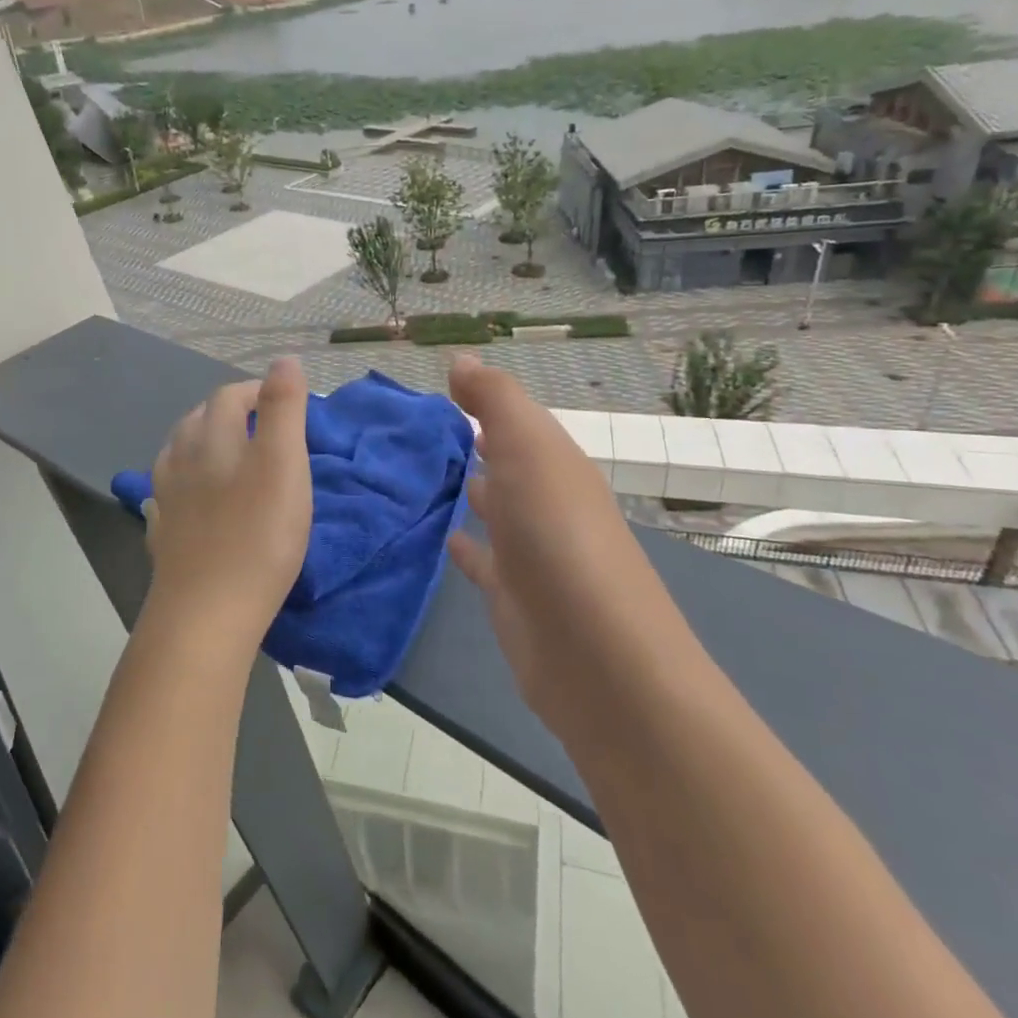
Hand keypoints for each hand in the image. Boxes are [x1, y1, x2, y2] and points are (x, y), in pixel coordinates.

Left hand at [142, 357, 312, 650]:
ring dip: (204, 443)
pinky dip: (187, 481)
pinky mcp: (163, 532)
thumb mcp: (284, 463)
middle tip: (263, 428)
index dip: (257, 391)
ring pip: (179, 453)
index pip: (229, 395)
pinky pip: (170, 492)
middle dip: (229, 413)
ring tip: (229, 455)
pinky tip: (195, 497)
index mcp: (211, 437)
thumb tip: (283, 359)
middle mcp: (181, 458)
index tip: (286, 403)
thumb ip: (283, 408)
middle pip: (199, 419)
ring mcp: (166, 497)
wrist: (207, 612)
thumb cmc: (258, 534)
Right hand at [446, 356, 642, 729]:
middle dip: (474, 443)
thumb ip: (496, 400)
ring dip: (469, 489)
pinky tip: (440, 536)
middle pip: (508, 462)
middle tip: (421, 428)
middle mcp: (546, 502)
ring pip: (495, 508)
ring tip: (421, 473)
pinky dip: (462, 543)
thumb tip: (462, 360)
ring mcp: (530, 551)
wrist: (596, 656)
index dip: (483, 401)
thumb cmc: (558, 537)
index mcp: (555, 464)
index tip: (438, 388)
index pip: (516, 421)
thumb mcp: (530, 450)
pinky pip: (481, 558)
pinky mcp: (511, 594)